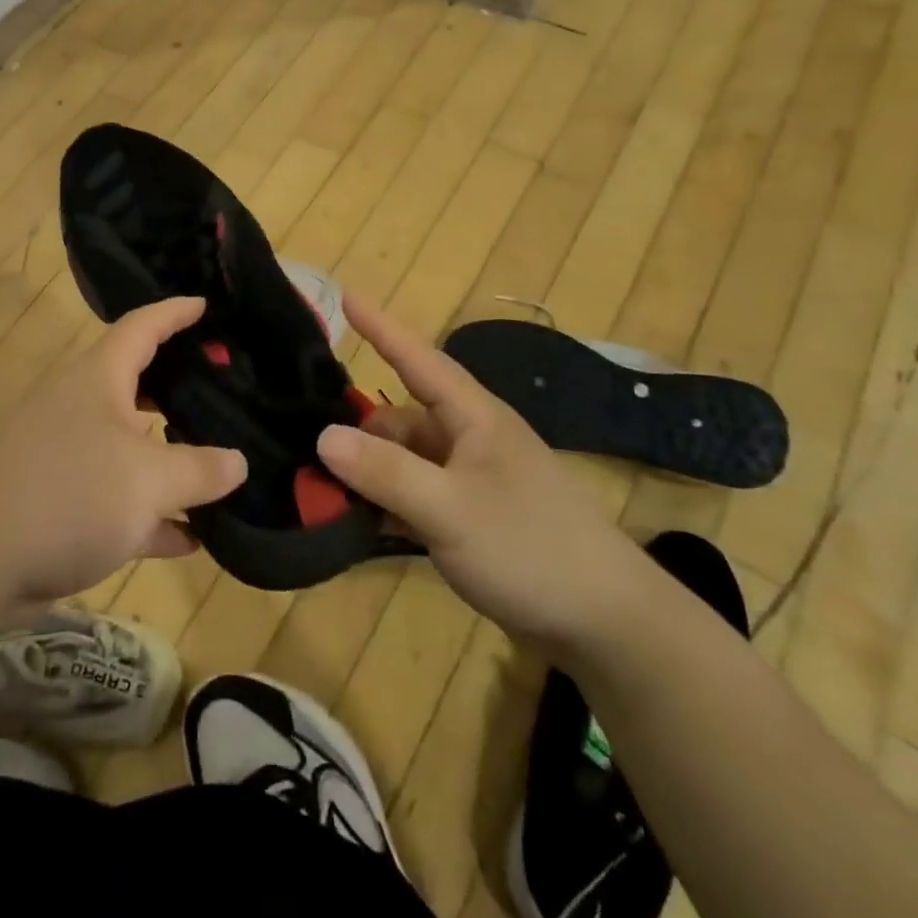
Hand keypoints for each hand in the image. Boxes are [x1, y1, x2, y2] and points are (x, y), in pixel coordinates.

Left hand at [0, 296, 246, 608]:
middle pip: (137, 387)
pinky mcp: (59, 508)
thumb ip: (198, 469)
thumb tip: (238, 462)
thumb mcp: (148, 479)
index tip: (206, 306)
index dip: (175, 313)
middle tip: (224, 389)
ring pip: (132, 450)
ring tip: (220, 465)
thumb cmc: (67, 493)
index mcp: (99, 379)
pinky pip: (119, 504)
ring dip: (170, 460)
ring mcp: (69, 460)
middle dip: (179, 389)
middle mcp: (82, 410)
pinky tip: (190, 538)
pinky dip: (152, 517)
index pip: (142, 327)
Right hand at [315, 297, 644, 659]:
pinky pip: (419, 494)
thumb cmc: (530, 548)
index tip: (346, 295)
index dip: (381, 328)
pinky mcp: (475, 516)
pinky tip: (362, 523)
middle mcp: (472, 439)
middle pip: (402, 418)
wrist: (606, 622)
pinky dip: (390, 503)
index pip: (418, 358)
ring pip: (408, 459)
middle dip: (360, 431)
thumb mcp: (448, 509)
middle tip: (311, 452)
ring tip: (327, 495)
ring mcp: (474, 479)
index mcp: (474, 417)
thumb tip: (323, 436)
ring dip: (372, 473)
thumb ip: (385, 471)